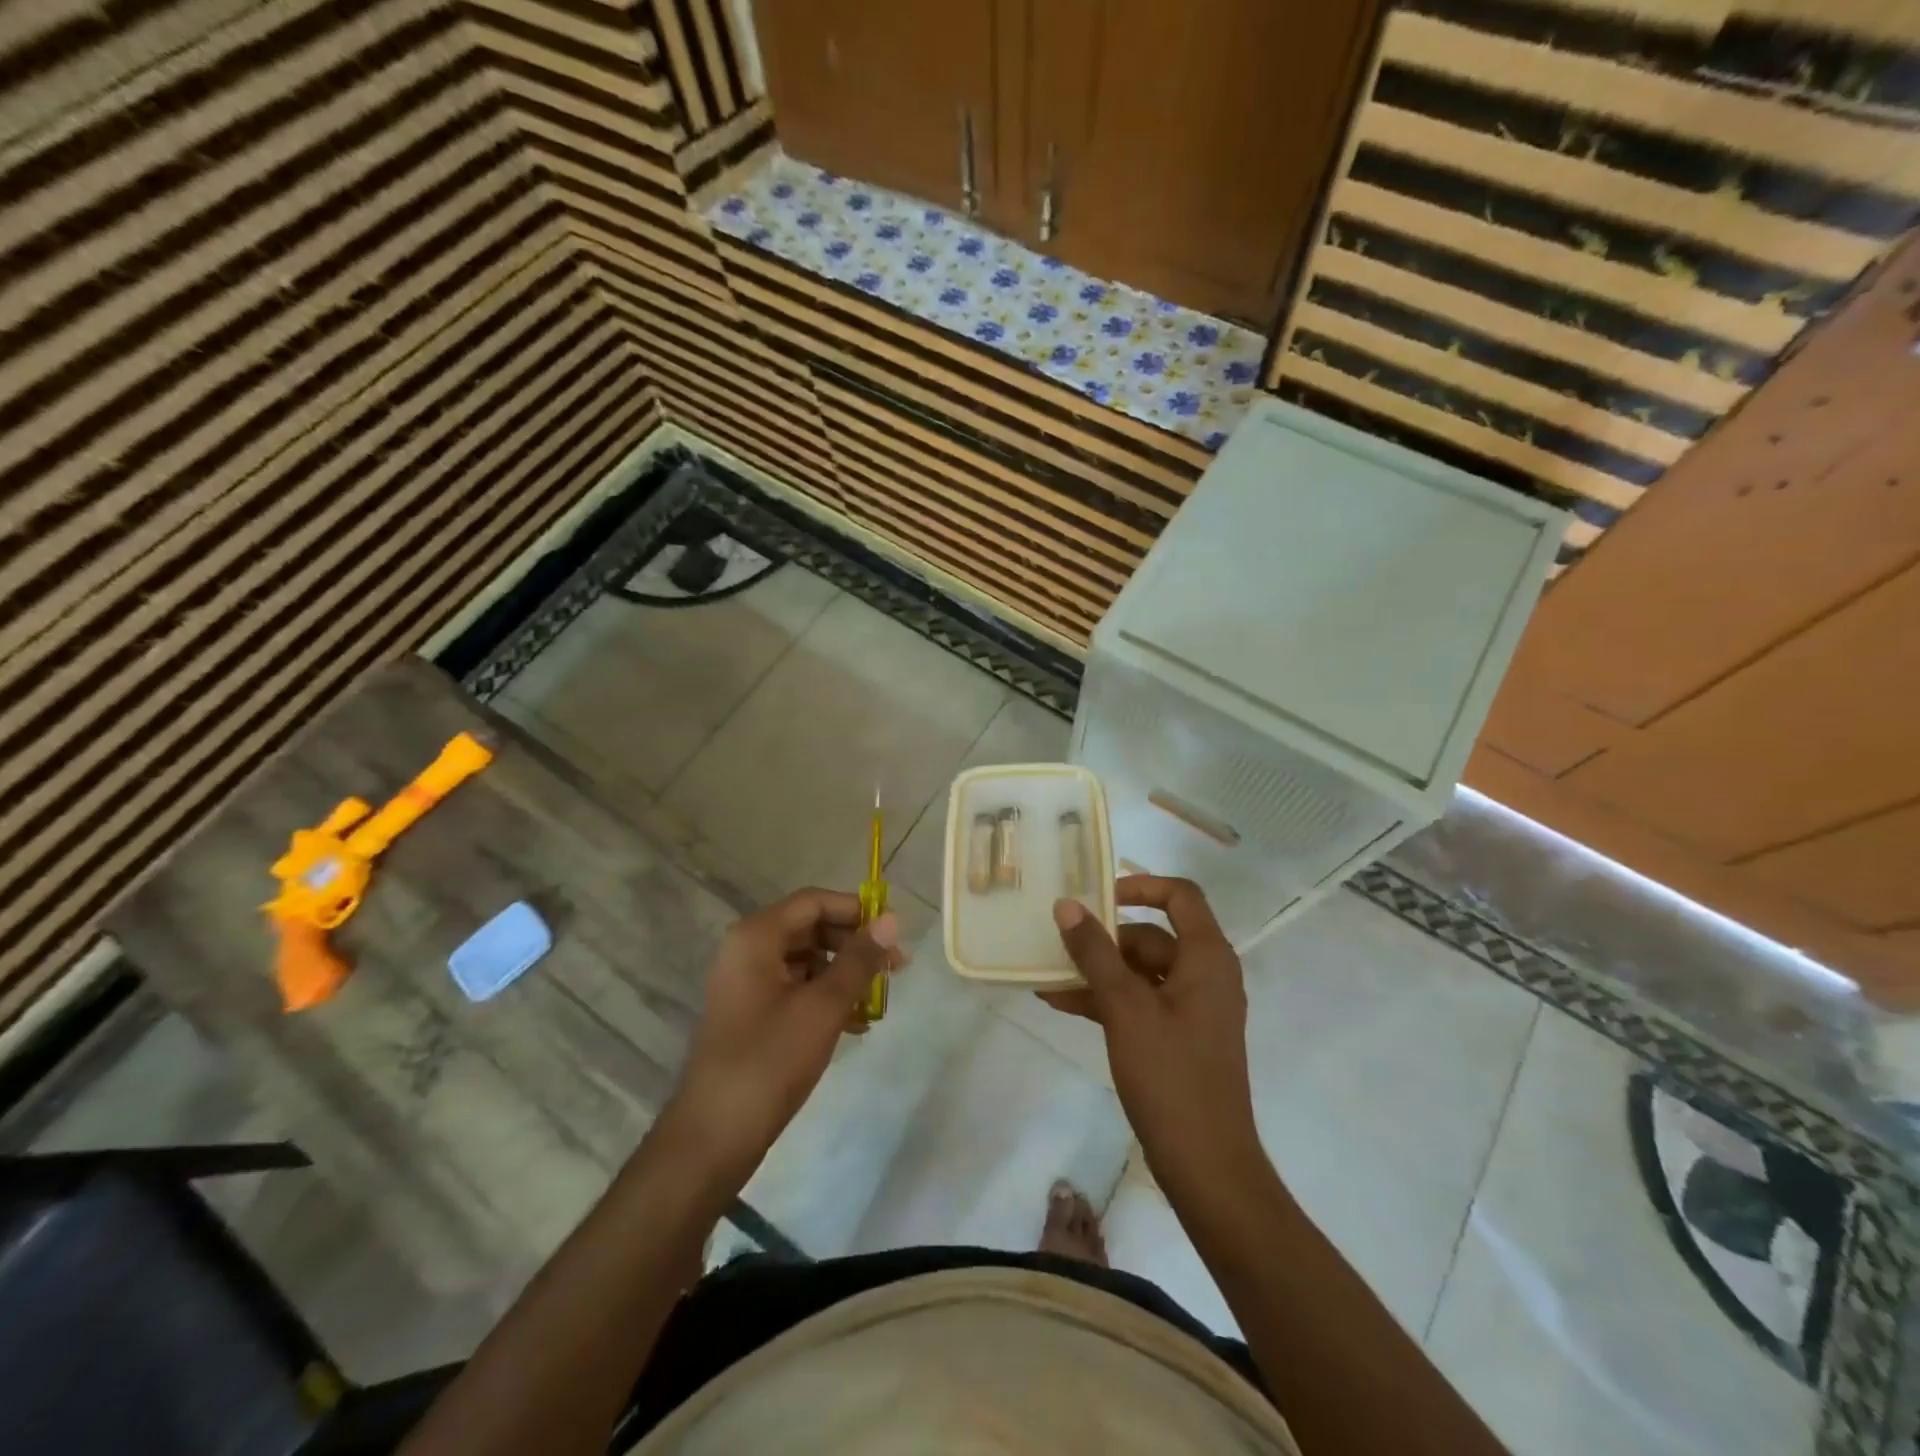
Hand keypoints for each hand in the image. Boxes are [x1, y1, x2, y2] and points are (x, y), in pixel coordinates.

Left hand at [668, 889, 903, 1181]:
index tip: (893, 933)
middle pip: (811, 928)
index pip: (814, 902)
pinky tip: (856, 1024)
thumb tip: (892, 919)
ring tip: (878, 1001)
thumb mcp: (823, 1006)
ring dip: (844, 975)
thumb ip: (860, 959)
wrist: (714, 1137)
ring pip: (807, 961)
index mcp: (756, 936)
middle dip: (854, 945)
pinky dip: (826, 998)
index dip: (856, 910)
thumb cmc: (770, 1061)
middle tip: (895, 968)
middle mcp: (748, 950)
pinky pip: (796, 989)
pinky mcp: (752, 1013)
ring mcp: (747, 983)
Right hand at [1044, 876, 1261, 1196]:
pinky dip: (1106, 1000)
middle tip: (1057, 943)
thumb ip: (1095, 952)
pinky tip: (1062, 1004)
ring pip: (1140, 972)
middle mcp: (1206, 975)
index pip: (1180, 896)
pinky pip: (1139, 1002)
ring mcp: (1192, 1009)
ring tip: (1047, 977)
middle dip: (1103, 940)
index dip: (1139, 886)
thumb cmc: (1171, 1075)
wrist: (1206, 1165)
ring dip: (1097, 973)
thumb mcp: (1125, 1007)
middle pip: (1152, 936)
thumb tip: (1067, 905)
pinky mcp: (1178, 1037)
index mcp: (1207, 958)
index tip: (1097, 894)